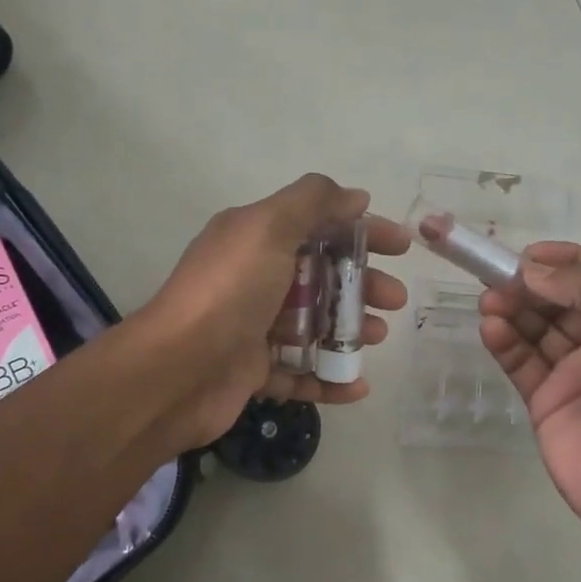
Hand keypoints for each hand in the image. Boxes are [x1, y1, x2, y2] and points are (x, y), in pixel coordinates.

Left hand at [136, 173, 409, 450]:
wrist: (178, 370)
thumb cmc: (229, 292)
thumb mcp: (267, 228)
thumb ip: (312, 202)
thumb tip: (355, 196)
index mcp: (255, 240)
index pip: (319, 227)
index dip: (363, 232)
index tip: (402, 247)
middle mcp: (254, 280)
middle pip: (321, 278)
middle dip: (362, 286)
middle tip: (396, 300)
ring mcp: (253, 329)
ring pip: (314, 327)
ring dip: (350, 331)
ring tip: (378, 338)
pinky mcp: (254, 373)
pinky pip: (301, 374)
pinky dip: (331, 379)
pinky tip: (358, 386)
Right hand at [480, 244, 580, 544]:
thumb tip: (532, 268)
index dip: (567, 258)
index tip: (529, 255)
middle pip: (562, 299)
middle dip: (531, 285)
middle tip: (496, 278)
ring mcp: (575, 372)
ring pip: (537, 329)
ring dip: (513, 311)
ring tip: (488, 303)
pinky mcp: (546, 400)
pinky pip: (521, 362)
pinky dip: (505, 343)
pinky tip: (490, 330)